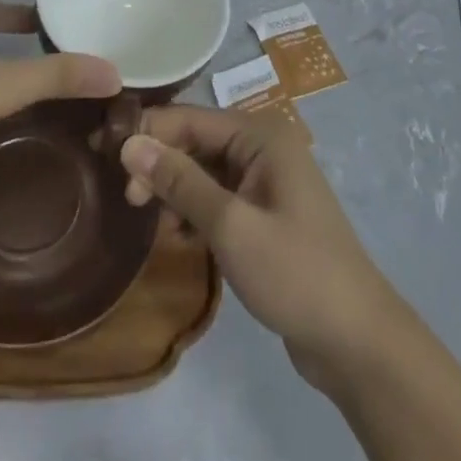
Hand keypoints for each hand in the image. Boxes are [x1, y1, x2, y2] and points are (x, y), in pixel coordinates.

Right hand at [121, 106, 404, 392]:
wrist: (358, 343)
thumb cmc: (295, 273)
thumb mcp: (230, 225)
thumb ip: (179, 181)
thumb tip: (129, 143)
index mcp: (261, 136)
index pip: (190, 117)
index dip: (146, 131)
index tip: (102, 152)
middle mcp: (263, 148)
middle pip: (196, 142)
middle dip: (159, 164)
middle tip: (128, 199)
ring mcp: (266, 182)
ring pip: (203, 172)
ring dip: (174, 191)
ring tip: (152, 222)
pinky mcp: (264, 215)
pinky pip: (217, 198)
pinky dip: (194, 212)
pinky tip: (178, 236)